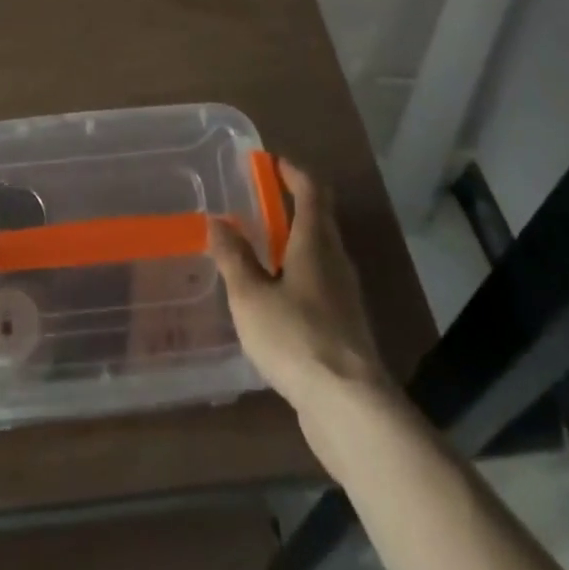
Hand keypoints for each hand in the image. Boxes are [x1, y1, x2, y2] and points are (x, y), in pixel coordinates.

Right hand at [208, 160, 390, 413]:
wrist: (350, 407)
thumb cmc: (296, 337)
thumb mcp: (251, 296)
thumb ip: (233, 258)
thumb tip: (218, 221)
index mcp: (315, 242)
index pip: (311, 190)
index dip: (292, 172)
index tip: (271, 162)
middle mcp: (336, 260)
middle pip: (319, 219)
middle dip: (292, 205)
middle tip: (259, 202)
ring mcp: (345, 296)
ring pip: (320, 254)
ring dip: (295, 243)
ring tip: (261, 250)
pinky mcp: (346, 328)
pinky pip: (321, 285)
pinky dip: (299, 275)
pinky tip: (277, 299)